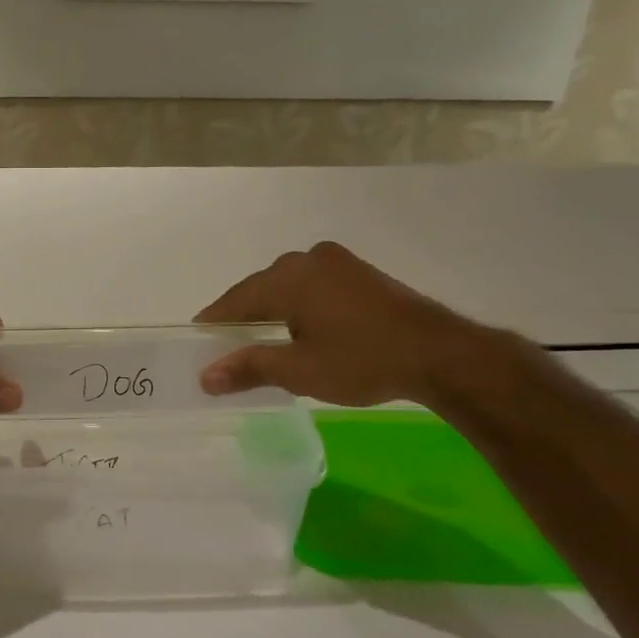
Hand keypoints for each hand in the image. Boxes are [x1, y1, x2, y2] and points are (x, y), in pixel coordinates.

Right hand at [194, 242, 497, 406]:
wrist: (441, 354)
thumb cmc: (362, 360)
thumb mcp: (299, 371)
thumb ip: (248, 368)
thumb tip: (204, 378)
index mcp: (288, 277)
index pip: (235, 300)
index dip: (214, 323)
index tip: (196, 342)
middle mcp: (308, 260)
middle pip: (260, 290)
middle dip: (243, 318)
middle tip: (226, 347)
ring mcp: (338, 263)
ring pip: (288, 288)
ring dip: (272, 313)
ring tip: (260, 342)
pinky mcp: (360, 274)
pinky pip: (313, 287)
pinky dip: (299, 308)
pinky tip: (299, 330)